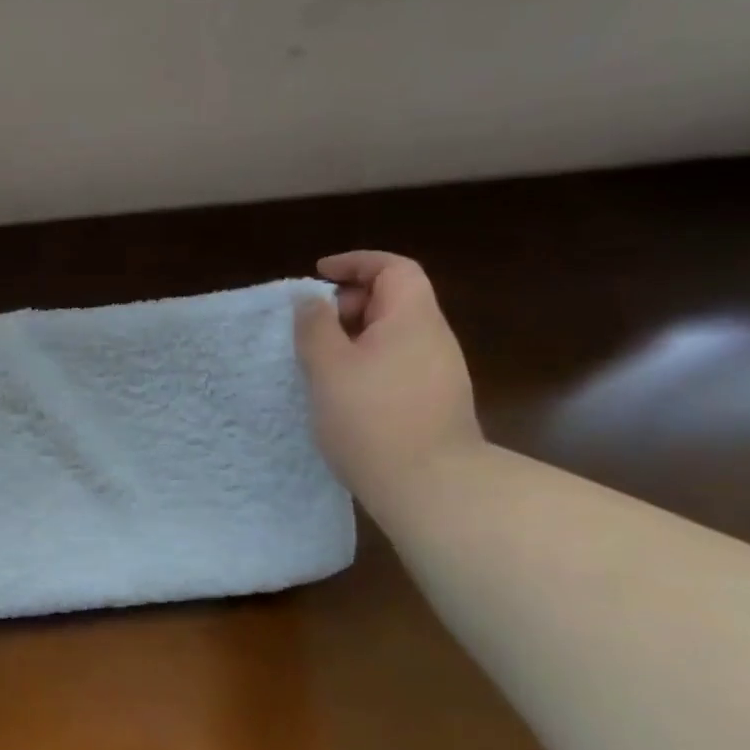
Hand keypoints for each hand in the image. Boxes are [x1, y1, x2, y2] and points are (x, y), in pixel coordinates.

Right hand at [294, 252, 483, 515]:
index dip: (354, 263)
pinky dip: (368, 363)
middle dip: (350, 303)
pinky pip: (398, 364)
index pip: (392, 268)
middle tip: (314, 328)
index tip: (318, 275)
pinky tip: (345, 393)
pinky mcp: (436, 402)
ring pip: (394, 335)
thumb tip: (310, 299)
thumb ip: (315, 326)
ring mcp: (439, 372)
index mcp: (412, 319)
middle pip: (394, 299)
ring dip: (356, 337)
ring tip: (321, 363)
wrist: (431, 487)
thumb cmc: (371, 419)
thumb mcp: (328, 367)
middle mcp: (433, 338)